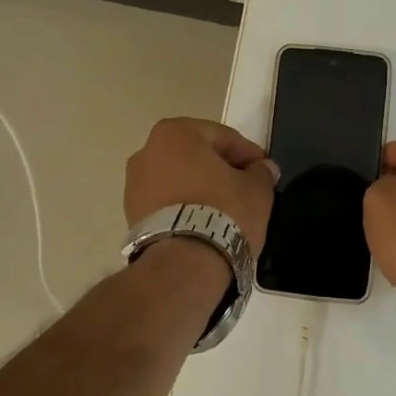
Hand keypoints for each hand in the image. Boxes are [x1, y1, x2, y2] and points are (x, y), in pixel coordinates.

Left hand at [124, 118, 277, 253]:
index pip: (222, 137)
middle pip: (196, 156)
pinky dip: (184, 208)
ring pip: (179, 179)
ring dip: (201, 189)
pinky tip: (204, 224)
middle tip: (246, 188)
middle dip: (220, 169)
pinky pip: (166, 203)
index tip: (265, 171)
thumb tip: (263, 169)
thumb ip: (261, 172)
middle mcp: (147, 151)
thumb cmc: (223, 212)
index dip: (248, 153)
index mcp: (175, 132)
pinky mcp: (131, 215)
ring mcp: (134, 185)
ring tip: (226, 211)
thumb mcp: (256, 189)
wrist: (183, 263)